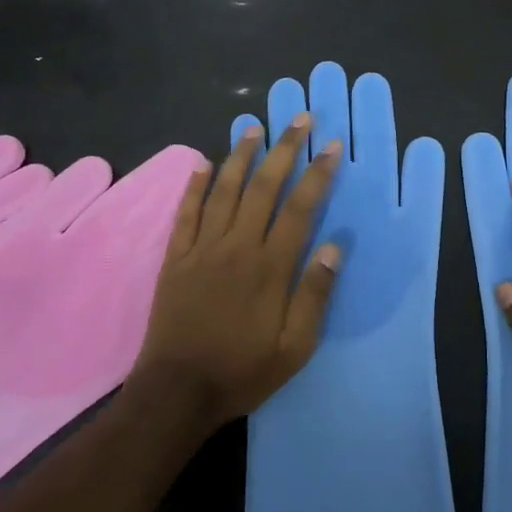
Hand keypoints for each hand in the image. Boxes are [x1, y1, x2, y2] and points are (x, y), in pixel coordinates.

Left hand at [130, 114, 343, 433]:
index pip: (300, 207)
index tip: (330, 145)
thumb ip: (315, 295)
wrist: (177, 393)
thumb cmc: (243, 371)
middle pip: (264, 186)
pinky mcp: (176, 257)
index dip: (318, 173)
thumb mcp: (295, 347)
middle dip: (284, 149)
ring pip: (225, 189)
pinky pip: (186, 212)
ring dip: (241, 155)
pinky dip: (194, 185)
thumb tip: (335, 246)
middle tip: (299, 118)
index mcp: (271, 266)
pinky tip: (202, 162)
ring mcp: (203, 248)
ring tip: (253, 126)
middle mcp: (238, 246)